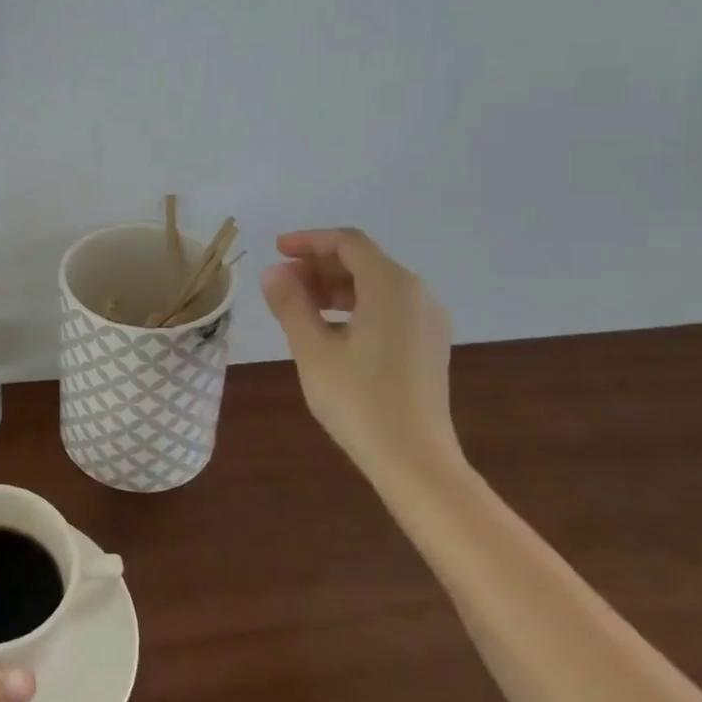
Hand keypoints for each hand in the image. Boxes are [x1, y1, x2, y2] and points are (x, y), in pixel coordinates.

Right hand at [260, 228, 460, 475]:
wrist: (414, 460)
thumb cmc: (359, 400)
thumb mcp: (312, 349)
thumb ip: (290, 304)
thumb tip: (273, 273)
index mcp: (391, 286)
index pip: (347, 242)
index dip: (309, 241)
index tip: (276, 251)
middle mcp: (417, 294)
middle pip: (363, 261)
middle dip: (319, 266)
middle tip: (281, 285)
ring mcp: (427, 320)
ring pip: (375, 285)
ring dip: (334, 287)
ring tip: (298, 308)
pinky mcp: (428, 344)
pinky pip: (388, 307)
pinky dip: (355, 306)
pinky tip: (329, 331)